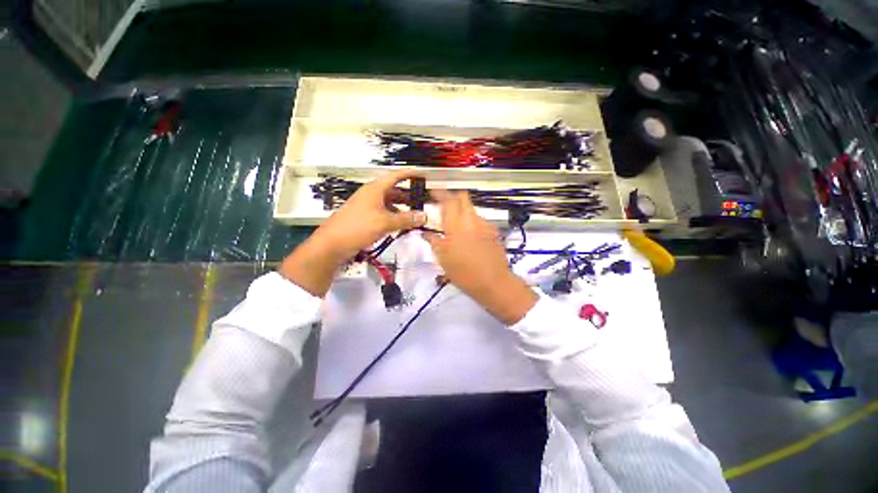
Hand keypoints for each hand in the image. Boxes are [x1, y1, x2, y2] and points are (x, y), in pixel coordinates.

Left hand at [279, 170, 426, 295]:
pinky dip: (394, 216)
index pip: (395, 176)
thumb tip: (424, 217)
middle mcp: (371, 194)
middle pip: (394, 190)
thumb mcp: (385, 222)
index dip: (409, 174)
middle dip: (409, 195)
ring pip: (389, 203)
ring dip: (402, 207)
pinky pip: (384, 213)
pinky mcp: (365, 217)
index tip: (422, 175)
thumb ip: (406, 219)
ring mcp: (367, 206)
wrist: (332, 243)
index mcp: (375, 189)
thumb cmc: (359, 227)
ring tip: (415, 214)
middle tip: (422, 200)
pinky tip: (401, 224)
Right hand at [424, 191, 537, 324]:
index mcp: (456, 227)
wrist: (493, 283)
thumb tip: (426, 233)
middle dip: (453, 196)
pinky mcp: (493, 232)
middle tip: (444, 205)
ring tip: (456, 224)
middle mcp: (471, 221)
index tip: (433, 191)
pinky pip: (480, 220)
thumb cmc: (464, 273)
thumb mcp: (444, 260)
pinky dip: (471, 221)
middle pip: (463, 197)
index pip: (448, 201)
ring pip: (472, 209)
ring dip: (463, 210)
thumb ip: (434, 242)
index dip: (440, 193)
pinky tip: (469, 235)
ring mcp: (485, 225)